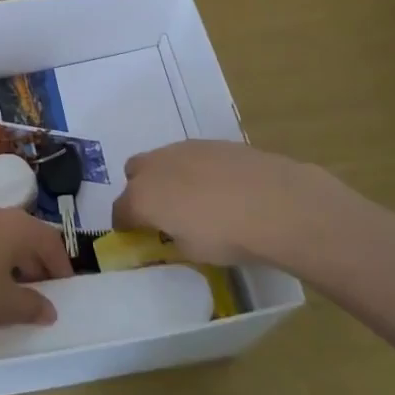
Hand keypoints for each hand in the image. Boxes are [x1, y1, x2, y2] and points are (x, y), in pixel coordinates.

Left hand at [0, 200, 71, 349]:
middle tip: (34, 289)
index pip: (48, 239)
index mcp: (12, 225)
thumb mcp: (2, 308)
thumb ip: (31, 305)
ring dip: (2, 254)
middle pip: (20, 231)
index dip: (60, 264)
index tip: (63, 287)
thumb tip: (48, 308)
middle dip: (31, 259)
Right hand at [116, 141, 332, 265]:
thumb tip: (174, 232)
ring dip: (168, 177)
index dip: (125, 225)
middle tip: (162, 212)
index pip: (120, 210)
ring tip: (195, 199)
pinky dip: (196, 170)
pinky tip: (219, 188)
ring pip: (163, 160)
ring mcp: (183, 149)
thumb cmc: (226, 236)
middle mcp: (156, 166)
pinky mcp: (211, 142)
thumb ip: (174, 239)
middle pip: (134, 173)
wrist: (274, 202)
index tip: (134, 234)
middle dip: (141, 190)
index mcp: (143, 197)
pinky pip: (191, 156)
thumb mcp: (193, 252)